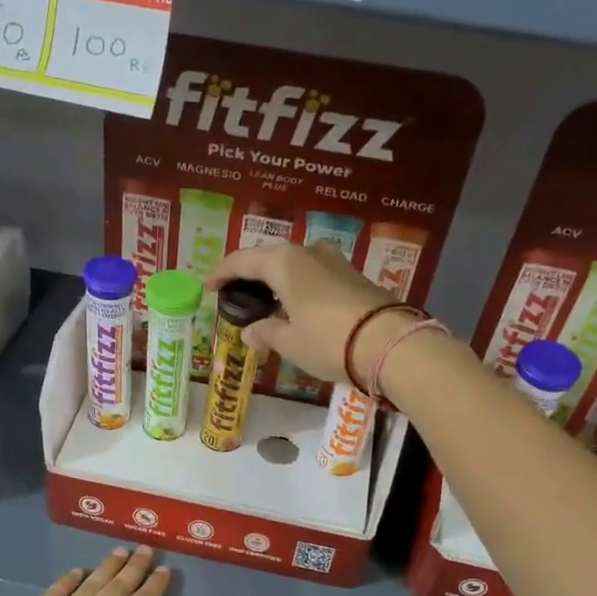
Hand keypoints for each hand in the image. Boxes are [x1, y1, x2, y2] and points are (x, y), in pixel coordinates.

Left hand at [0, 547, 174, 595]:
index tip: (165, 570)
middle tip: (146, 550)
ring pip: (88, 586)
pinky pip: (53, 594)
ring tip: (119, 551)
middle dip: (134, 568)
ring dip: (106, 567)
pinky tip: (77, 572)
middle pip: (116, 589)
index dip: (154, 586)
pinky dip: (68, 580)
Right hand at [207, 242, 411, 386]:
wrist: (389, 343)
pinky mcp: (353, 276)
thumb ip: (266, 332)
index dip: (222, 273)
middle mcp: (308, 252)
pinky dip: (299, 287)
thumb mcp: (290, 342)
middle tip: (235, 292)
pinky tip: (295, 306)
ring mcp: (335, 261)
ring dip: (277, 280)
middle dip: (250, 274)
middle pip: (270, 258)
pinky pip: (315, 275)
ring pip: (295, 265)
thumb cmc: (327, 340)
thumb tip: (249, 331)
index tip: (207, 286)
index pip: (243, 260)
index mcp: (284, 263)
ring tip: (266, 301)